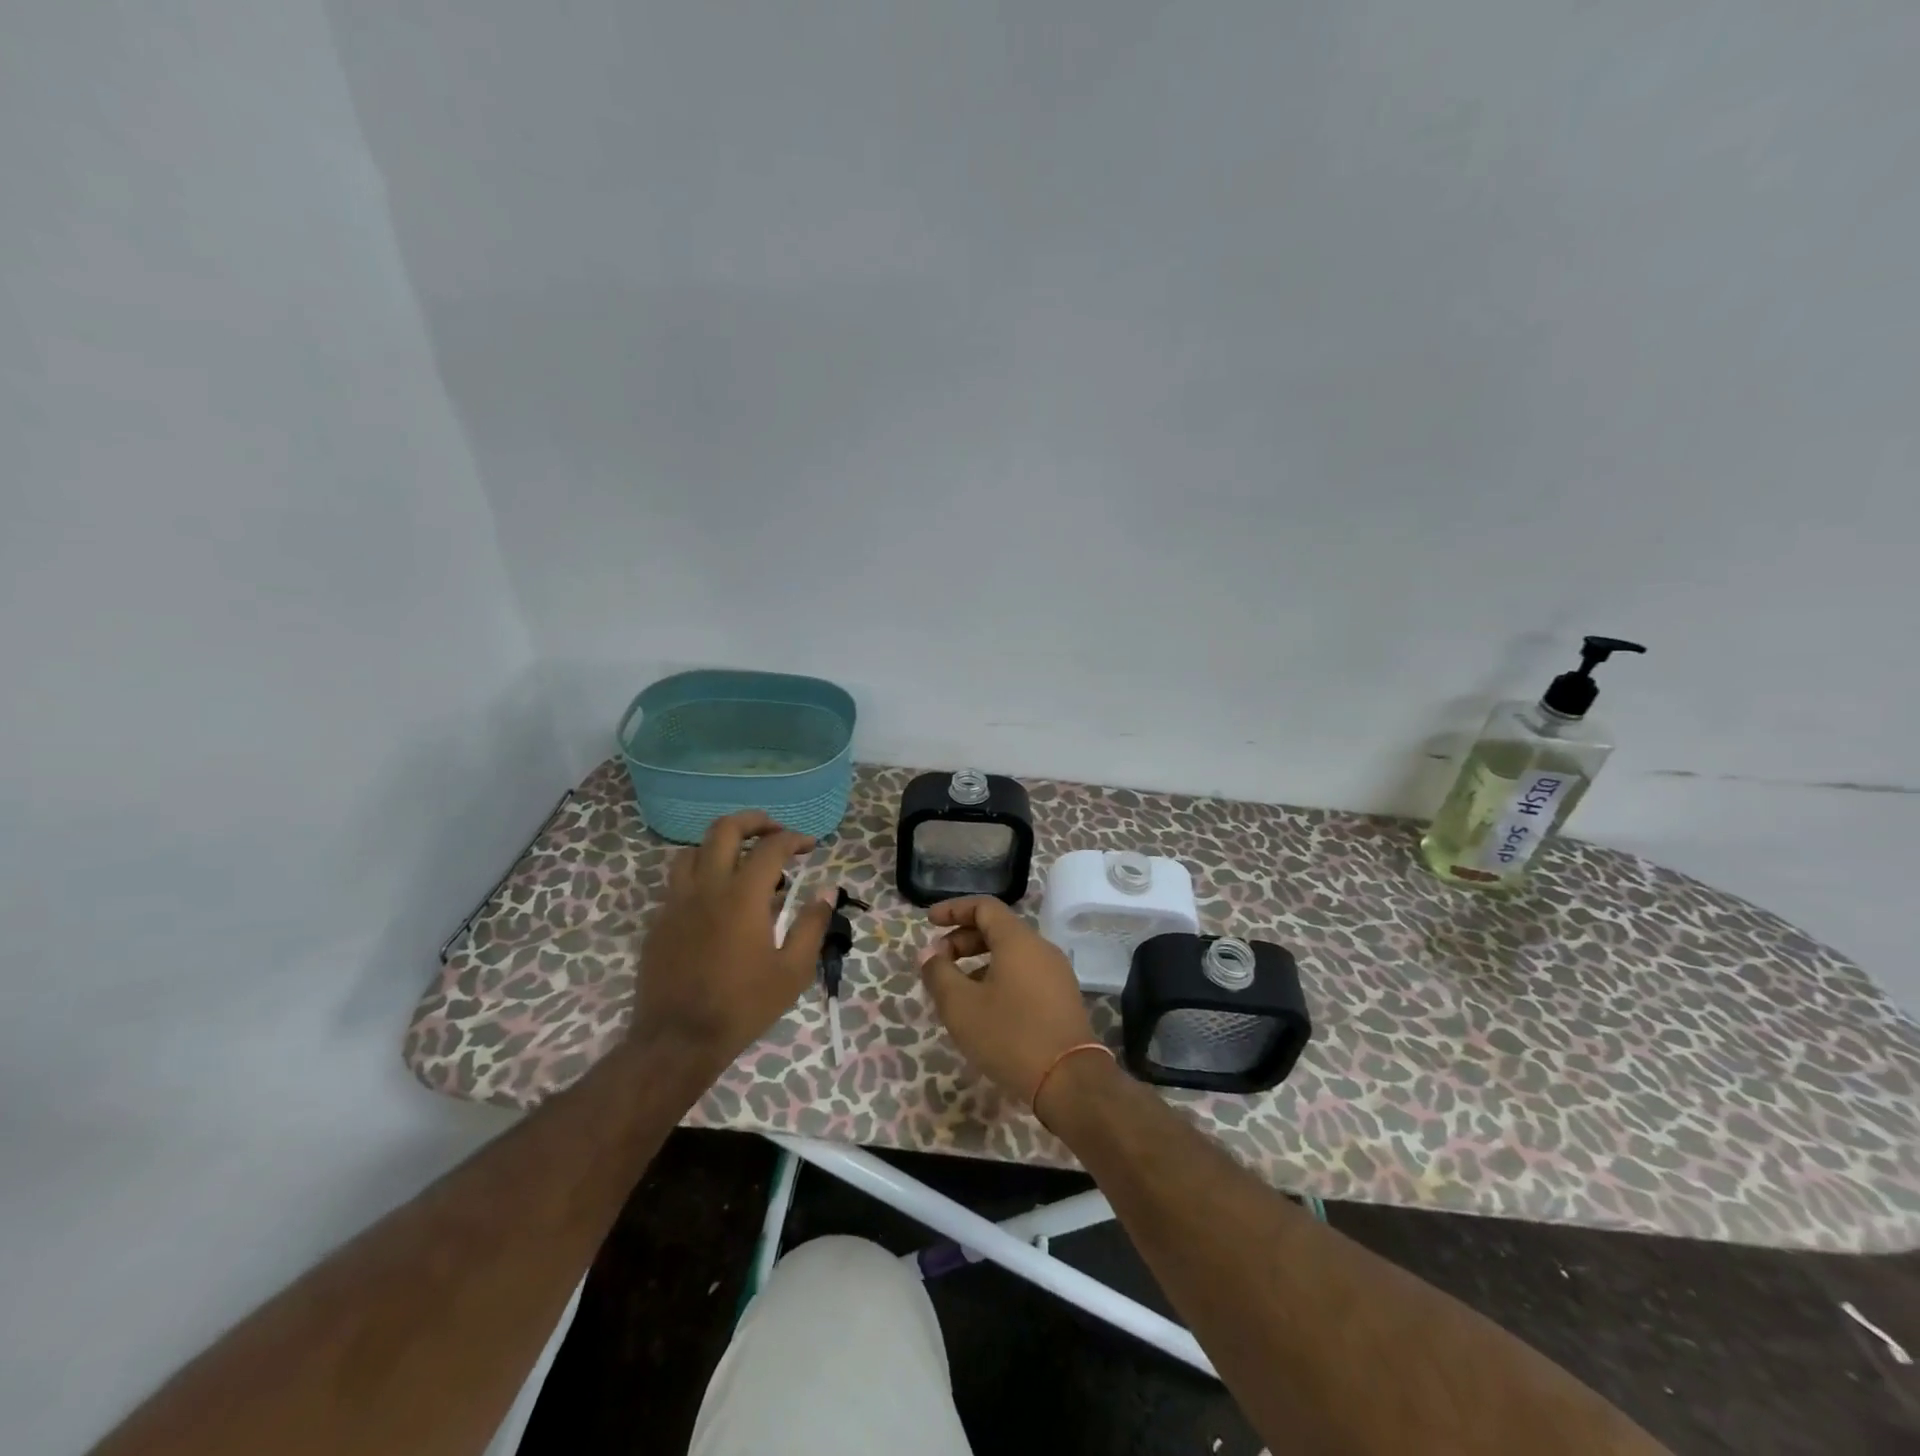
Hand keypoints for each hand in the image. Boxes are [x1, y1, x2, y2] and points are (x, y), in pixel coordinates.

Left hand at [629, 811, 834, 1070]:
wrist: (677, 1040)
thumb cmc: (743, 1006)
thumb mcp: (792, 971)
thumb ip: (812, 924)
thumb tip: (827, 890)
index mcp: (743, 896)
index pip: (771, 847)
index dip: (794, 839)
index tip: (809, 845)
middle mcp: (707, 887)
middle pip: (724, 829)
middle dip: (753, 821)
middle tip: (774, 831)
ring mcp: (677, 902)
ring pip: (693, 850)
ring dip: (721, 845)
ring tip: (741, 860)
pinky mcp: (660, 921)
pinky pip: (678, 881)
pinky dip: (701, 874)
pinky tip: (716, 898)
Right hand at [918, 897, 1099, 1106]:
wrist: (1069, 1081)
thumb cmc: (1010, 1036)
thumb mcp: (961, 1006)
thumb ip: (939, 974)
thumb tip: (928, 953)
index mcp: (1018, 940)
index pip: (984, 907)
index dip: (954, 910)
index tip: (929, 922)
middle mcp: (1041, 948)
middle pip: (997, 929)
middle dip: (962, 940)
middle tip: (937, 962)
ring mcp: (1056, 973)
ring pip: (1011, 954)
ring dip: (979, 962)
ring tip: (955, 990)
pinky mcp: (1062, 998)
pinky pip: (1024, 974)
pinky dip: (998, 978)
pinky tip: (984, 1008)